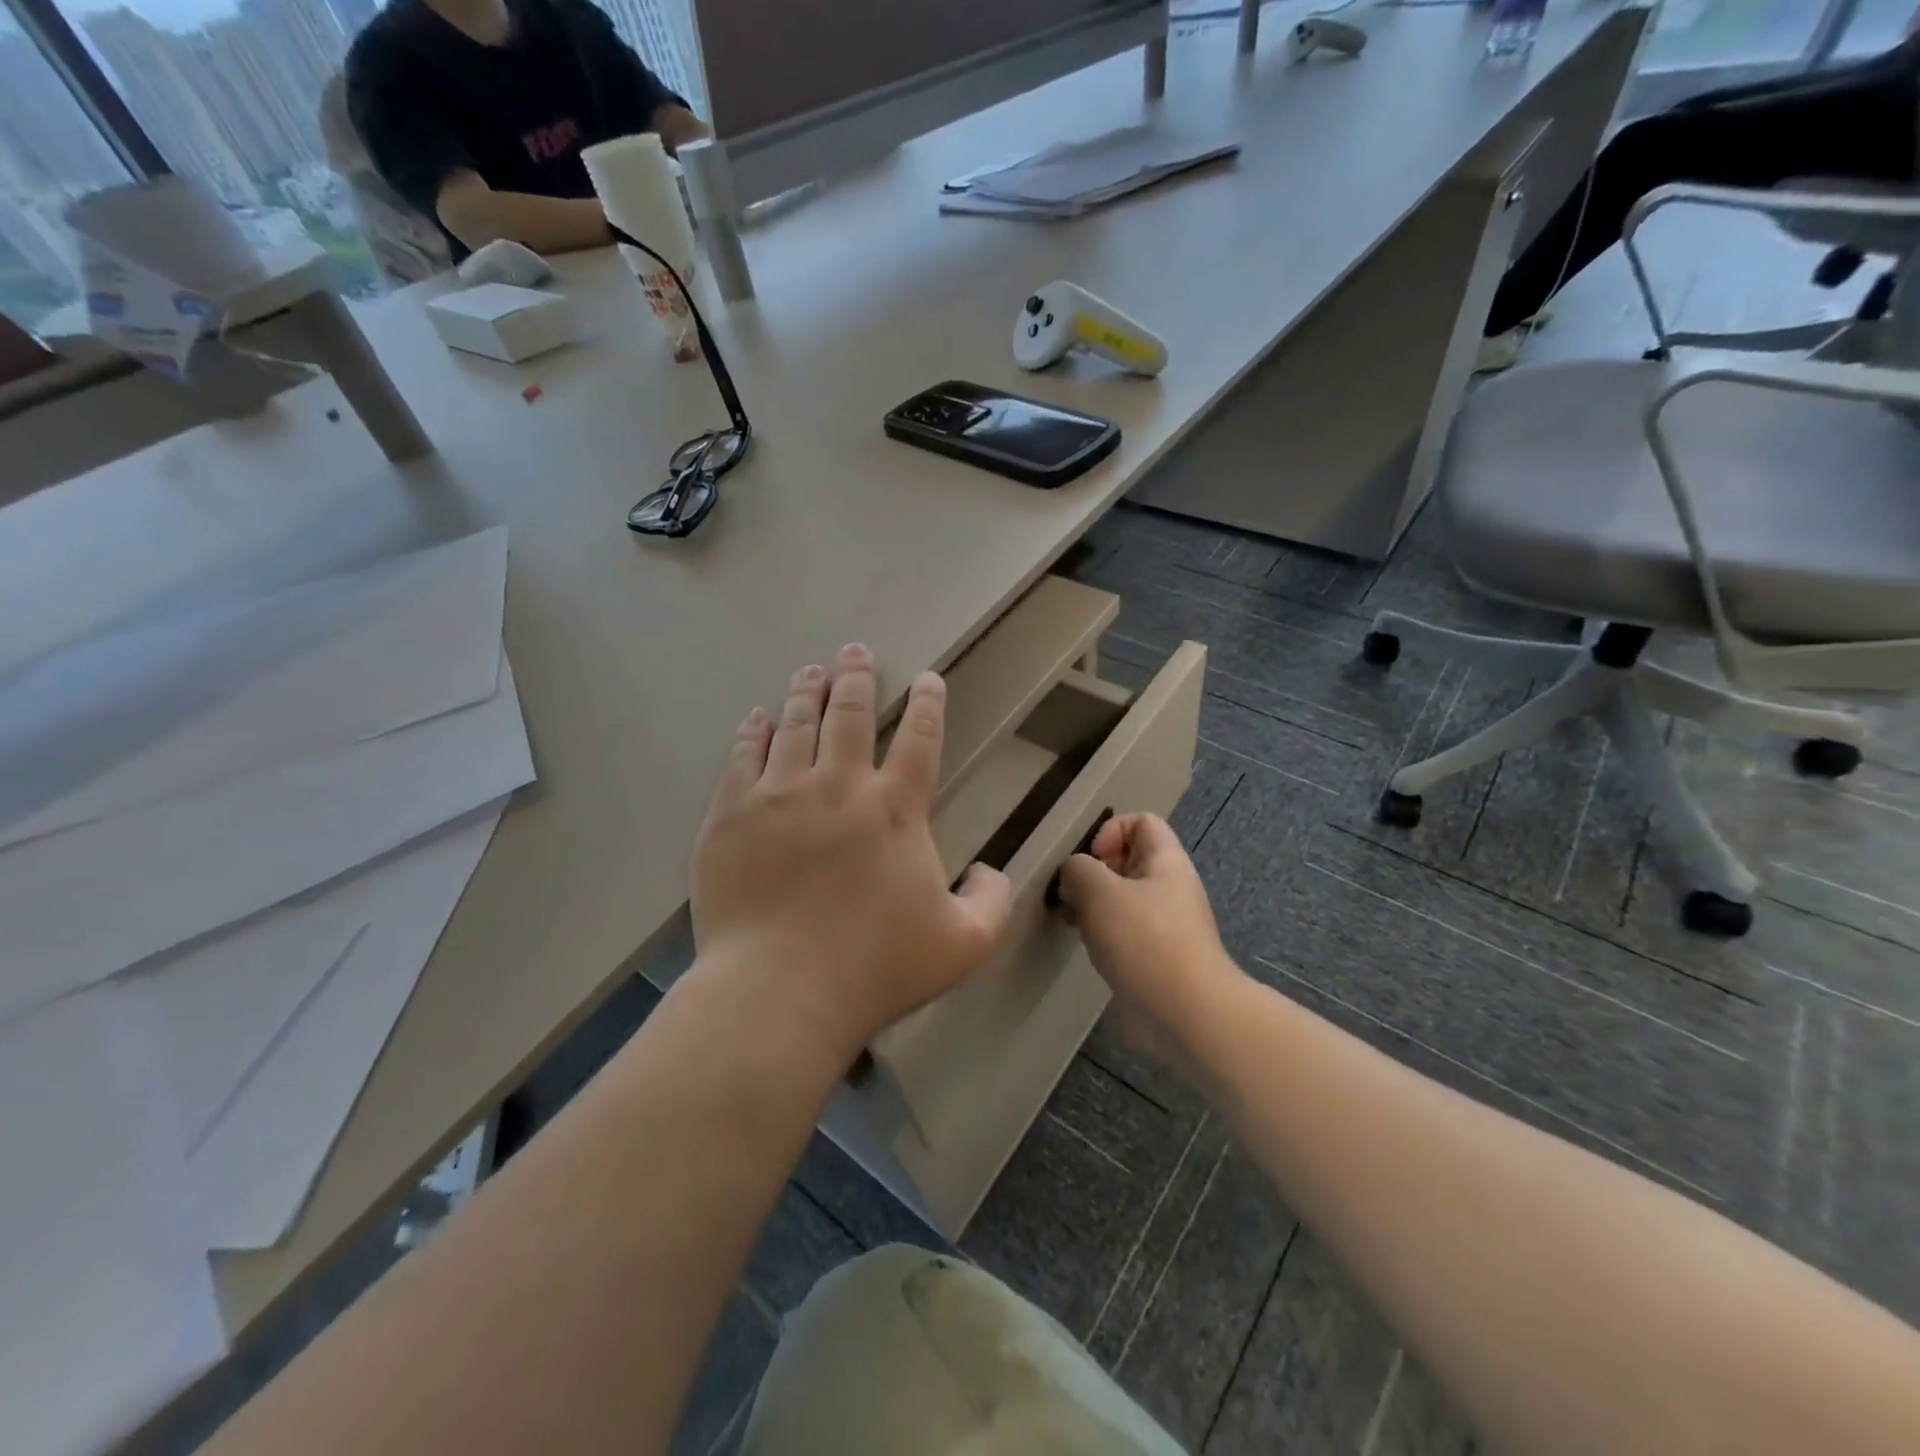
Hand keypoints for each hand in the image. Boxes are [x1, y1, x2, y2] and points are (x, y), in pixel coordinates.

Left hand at [690, 644, 1012, 1059]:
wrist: (777, 992)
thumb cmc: (875, 968)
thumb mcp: (963, 945)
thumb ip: (992, 902)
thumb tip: (994, 872)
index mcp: (895, 809)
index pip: (920, 738)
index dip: (929, 704)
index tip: (928, 679)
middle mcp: (838, 785)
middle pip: (850, 713)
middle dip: (857, 677)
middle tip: (856, 651)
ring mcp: (778, 795)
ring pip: (794, 724)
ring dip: (806, 693)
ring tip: (810, 671)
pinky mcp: (730, 815)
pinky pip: (742, 757)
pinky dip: (753, 732)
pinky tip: (756, 717)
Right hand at [1056, 814, 1239, 1070]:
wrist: (1187, 1015)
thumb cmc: (1145, 942)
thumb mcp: (1100, 892)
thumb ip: (1078, 869)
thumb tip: (1073, 873)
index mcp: (1166, 861)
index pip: (1141, 821)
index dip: (1110, 831)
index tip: (1090, 861)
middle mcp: (1169, 887)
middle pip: (1127, 860)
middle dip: (1093, 872)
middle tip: (1071, 895)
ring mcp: (1164, 924)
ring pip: (1121, 898)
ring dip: (1093, 905)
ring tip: (1073, 922)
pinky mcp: (1155, 956)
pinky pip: (1124, 931)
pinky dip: (1102, 933)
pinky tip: (1088, 948)